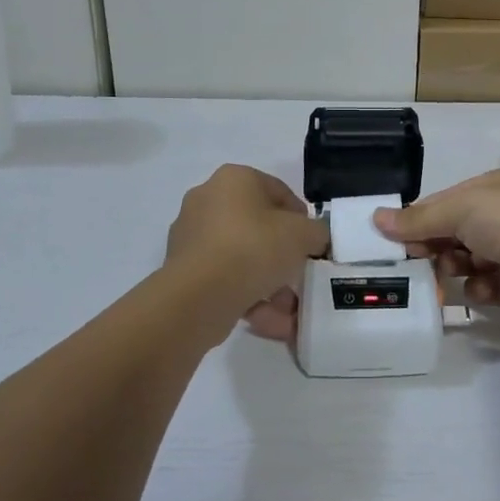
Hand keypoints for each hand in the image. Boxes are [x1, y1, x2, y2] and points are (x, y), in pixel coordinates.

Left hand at [165, 165, 325, 328]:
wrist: (199, 296)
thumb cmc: (254, 247)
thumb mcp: (303, 235)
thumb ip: (316, 232)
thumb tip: (315, 238)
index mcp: (234, 179)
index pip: (278, 192)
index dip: (301, 218)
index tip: (312, 244)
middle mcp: (208, 200)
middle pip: (258, 227)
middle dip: (282, 256)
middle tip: (300, 276)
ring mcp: (191, 237)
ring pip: (242, 257)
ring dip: (268, 283)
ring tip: (289, 310)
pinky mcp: (183, 272)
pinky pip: (225, 279)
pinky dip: (247, 297)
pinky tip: (271, 321)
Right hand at [372, 169, 499, 318]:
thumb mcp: (459, 209)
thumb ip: (419, 218)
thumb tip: (377, 219)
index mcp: (489, 190)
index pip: (445, 203)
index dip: (419, 220)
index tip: (393, 240)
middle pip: (454, 234)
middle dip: (433, 248)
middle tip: (411, 264)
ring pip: (468, 262)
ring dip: (453, 270)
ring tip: (444, 278)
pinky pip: (488, 288)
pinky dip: (478, 290)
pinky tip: (476, 290)